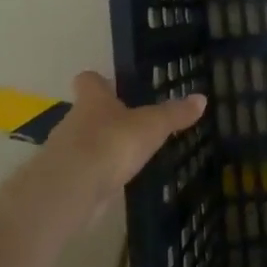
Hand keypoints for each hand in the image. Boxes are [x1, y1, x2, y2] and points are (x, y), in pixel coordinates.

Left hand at [35, 72, 206, 220]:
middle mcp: (73, 119)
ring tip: (126, 156)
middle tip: (130, 125)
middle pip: (86, 112)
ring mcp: (65, 150)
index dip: (99, 81)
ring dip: (100, 147)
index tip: (112, 85)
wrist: (73, 187)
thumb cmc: (112, 143)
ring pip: (83, 142)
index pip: (89, 79)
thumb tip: (202, 98)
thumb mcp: (152, 126)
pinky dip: (96, 173)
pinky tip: (114, 181)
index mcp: (93, 99)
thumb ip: (174, 114)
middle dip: (105, 117)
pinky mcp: (65, 179)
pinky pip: (83, 170)